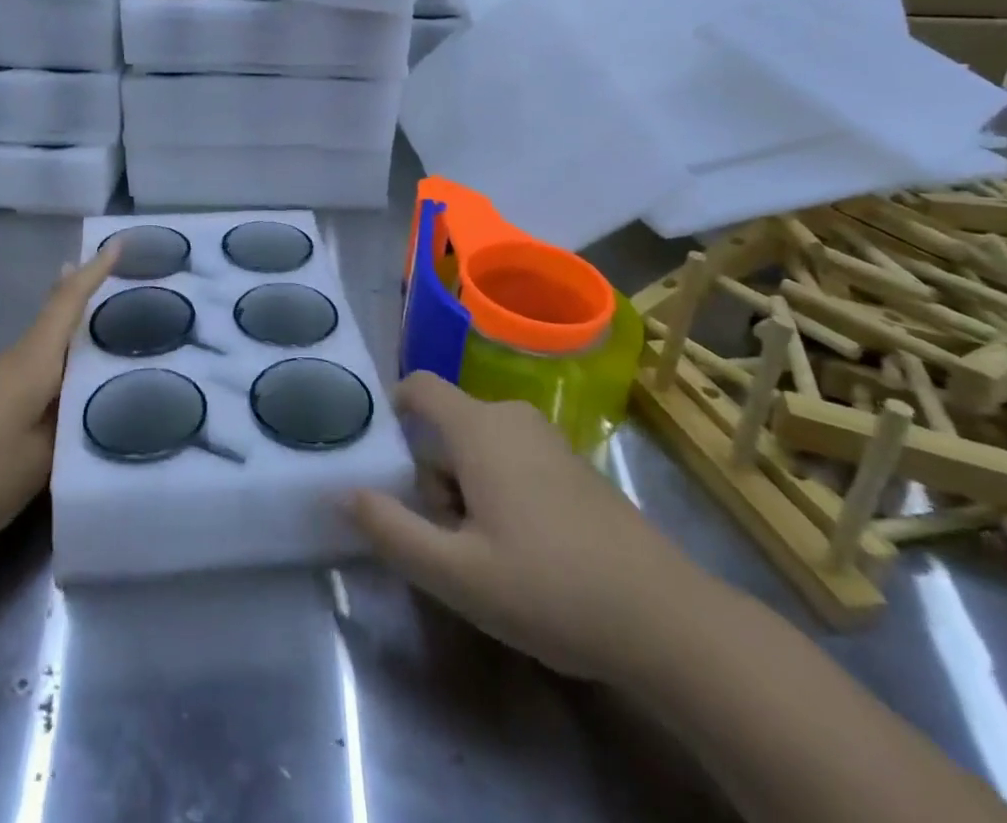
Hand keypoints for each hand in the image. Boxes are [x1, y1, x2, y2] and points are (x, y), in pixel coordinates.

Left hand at [0, 244, 118, 552]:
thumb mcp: (37, 462)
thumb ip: (68, 433)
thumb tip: (87, 409)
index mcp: (33, 364)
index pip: (67, 304)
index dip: (93, 273)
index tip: (117, 242)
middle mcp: (12, 363)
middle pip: (55, 322)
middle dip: (86, 302)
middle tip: (124, 292)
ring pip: (42, 353)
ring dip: (71, 344)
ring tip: (107, 350)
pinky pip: (27, 377)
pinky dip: (52, 374)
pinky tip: (62, 399)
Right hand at [349, 372, 712, 683]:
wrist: (667, 620)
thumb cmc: (549, 588)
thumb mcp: (455, 573)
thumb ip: (391, 529)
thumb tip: (340, 491)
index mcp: (478, 428)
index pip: (420, 386)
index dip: (391, 407)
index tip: (379, 455)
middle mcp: (511, 418)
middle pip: (447, 426)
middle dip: (431, 474)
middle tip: (442, 537)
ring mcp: (548, 441)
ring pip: (480, 447)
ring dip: (465, 488)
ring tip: (482, 552)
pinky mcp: (575, 466)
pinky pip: (513, 459)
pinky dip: (499, 490)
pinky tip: (522, 552)